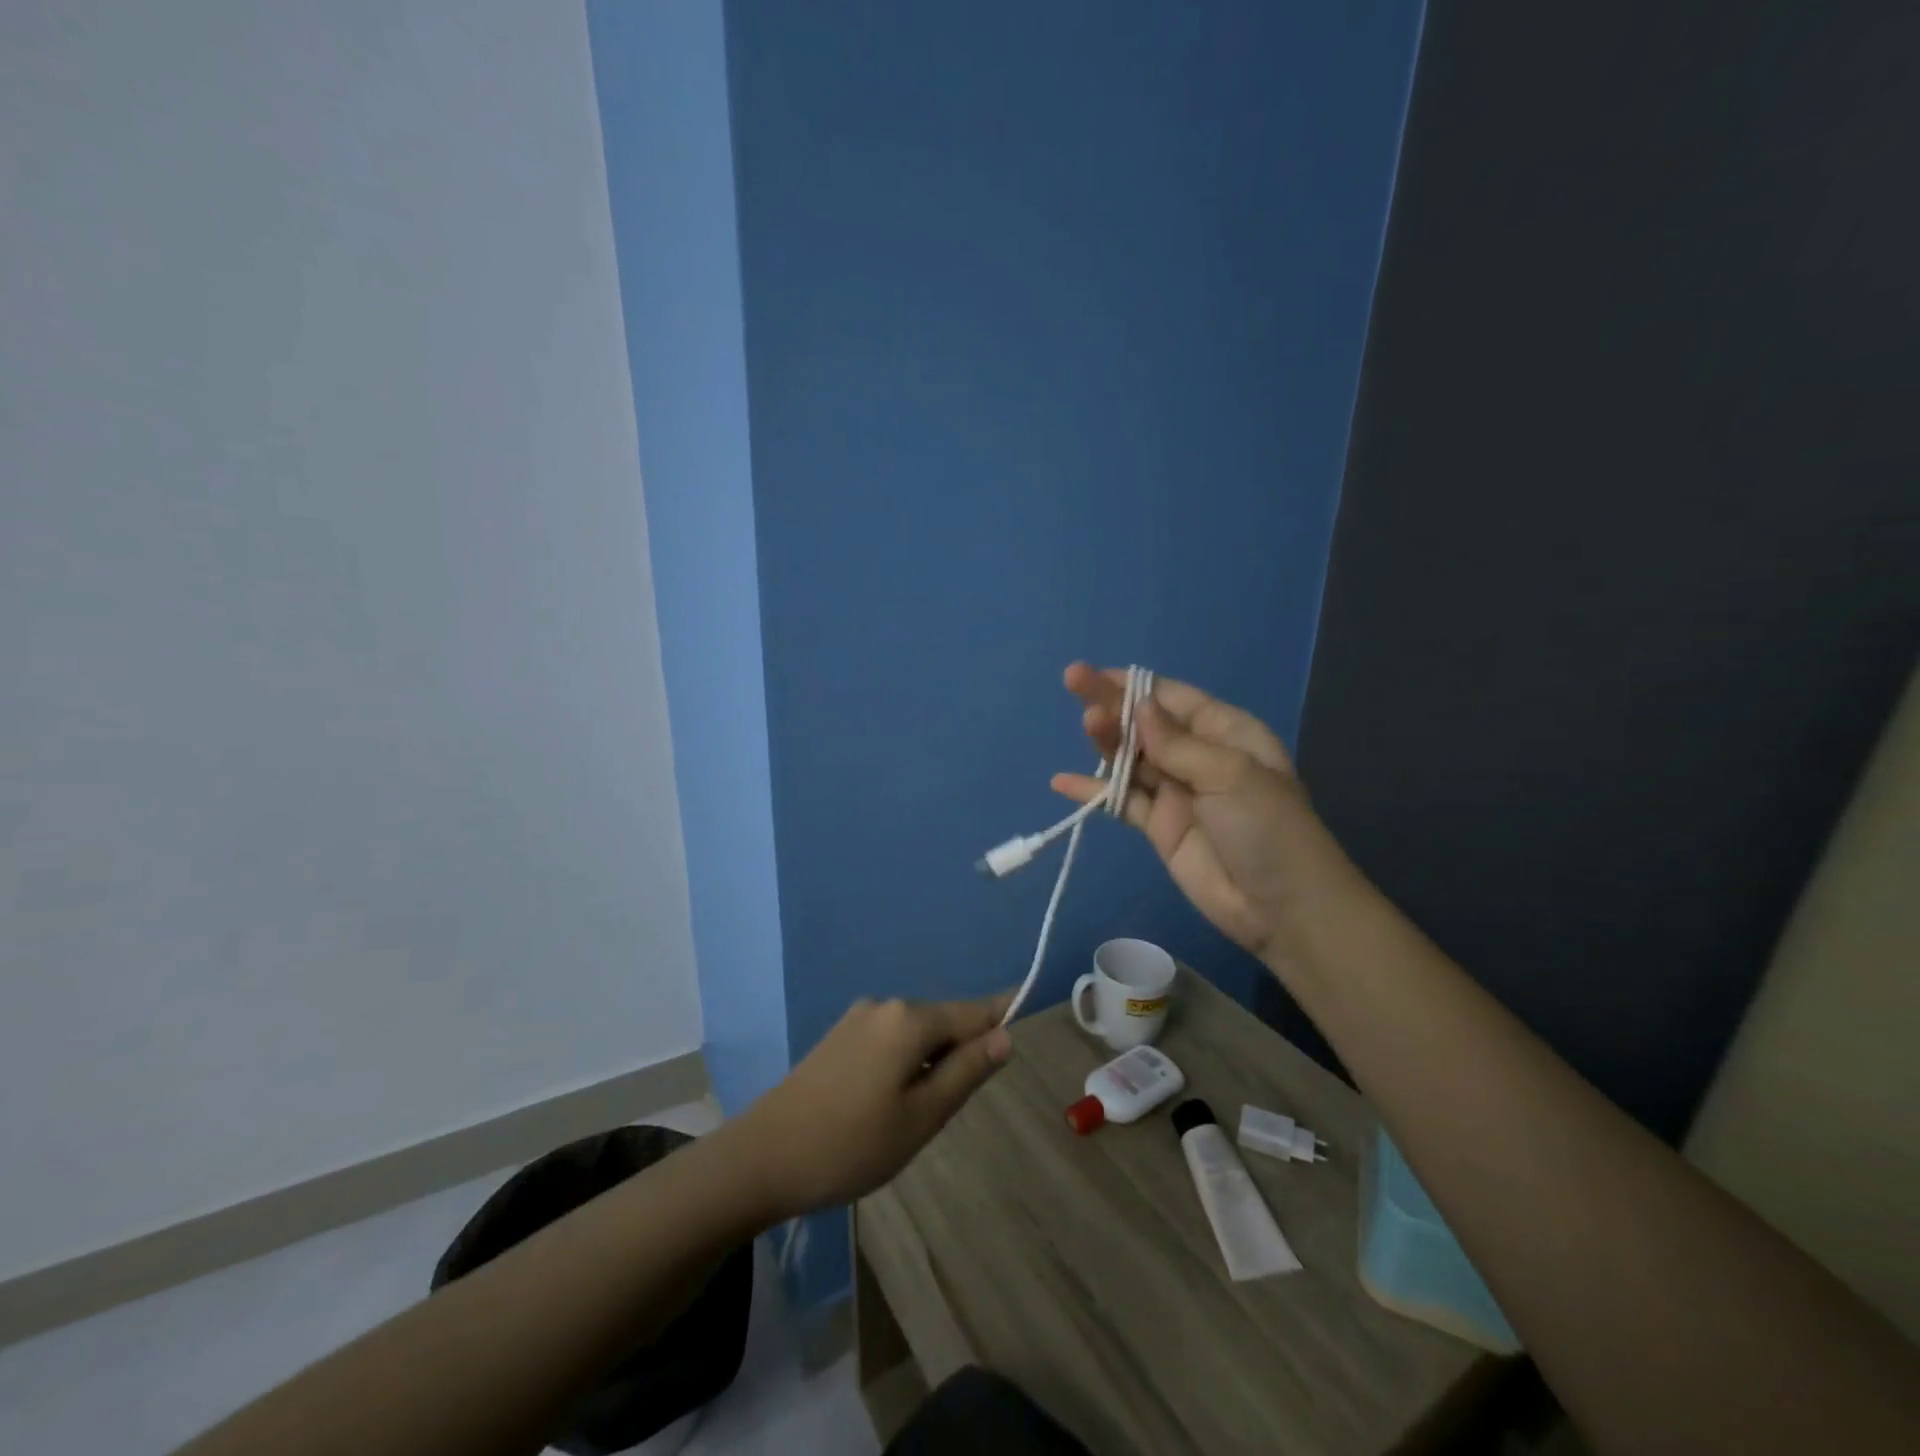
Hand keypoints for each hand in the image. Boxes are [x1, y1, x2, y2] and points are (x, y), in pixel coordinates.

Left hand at [734, 992, 1013, 1218]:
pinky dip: (905, 1063)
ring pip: (915, 1034)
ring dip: (930, 1062)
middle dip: (960, 1052)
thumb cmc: (851, 1144)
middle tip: (953, 1108)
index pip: (973, 1011)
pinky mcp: (839, 1036)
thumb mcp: (922, 1117)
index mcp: (909, 1019)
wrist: (763, 1157)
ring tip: (916, 1116)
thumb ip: (966, 1072)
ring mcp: (858, 1018)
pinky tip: (887, 1104)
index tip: (1029, 1012)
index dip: (1002, 1015)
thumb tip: (1005, 1036)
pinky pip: (890, 1040)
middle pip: (943, 1021)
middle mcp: (885, 1006)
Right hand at [1053, 663, 1359, 959]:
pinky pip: (1122, 802)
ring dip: (1106, 741)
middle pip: (1145, 724)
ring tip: (1086, 725)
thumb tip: (1139, 706)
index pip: (1174, 699)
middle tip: (1072, 680)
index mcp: (1226, 733)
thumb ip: (1178, 744)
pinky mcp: (1158, 827)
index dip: (1135, 685)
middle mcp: (1197, 757)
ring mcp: (1176, 793)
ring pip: (1131, 758)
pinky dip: (1094, 792)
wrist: (1282, 908)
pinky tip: (1062, 782)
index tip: (1097, 674)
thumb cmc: (1269, 828)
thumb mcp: (1231, 775)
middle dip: (1111, 703)